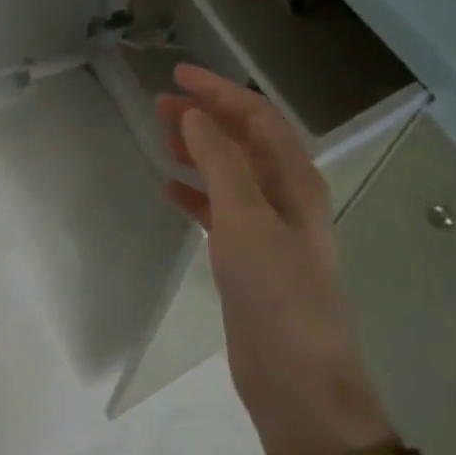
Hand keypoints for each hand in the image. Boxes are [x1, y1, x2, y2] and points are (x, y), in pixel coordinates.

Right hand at [155, 65, 388, 449]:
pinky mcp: (248, 259)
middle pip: (243, 142)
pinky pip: (218, 212)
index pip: (257, 118)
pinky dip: (195, 195)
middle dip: (205, 118)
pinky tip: (169, 190)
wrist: (297, 379)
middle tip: (159, 105)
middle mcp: (285, 198)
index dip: (220, 92)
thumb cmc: (277, 293)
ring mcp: (267, 230)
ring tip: (160, 138)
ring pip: (229, 175)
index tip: (178, 76)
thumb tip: (194, 115)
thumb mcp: (247, 219)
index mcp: (296, 180)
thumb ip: (221, 163)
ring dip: (198, 152)